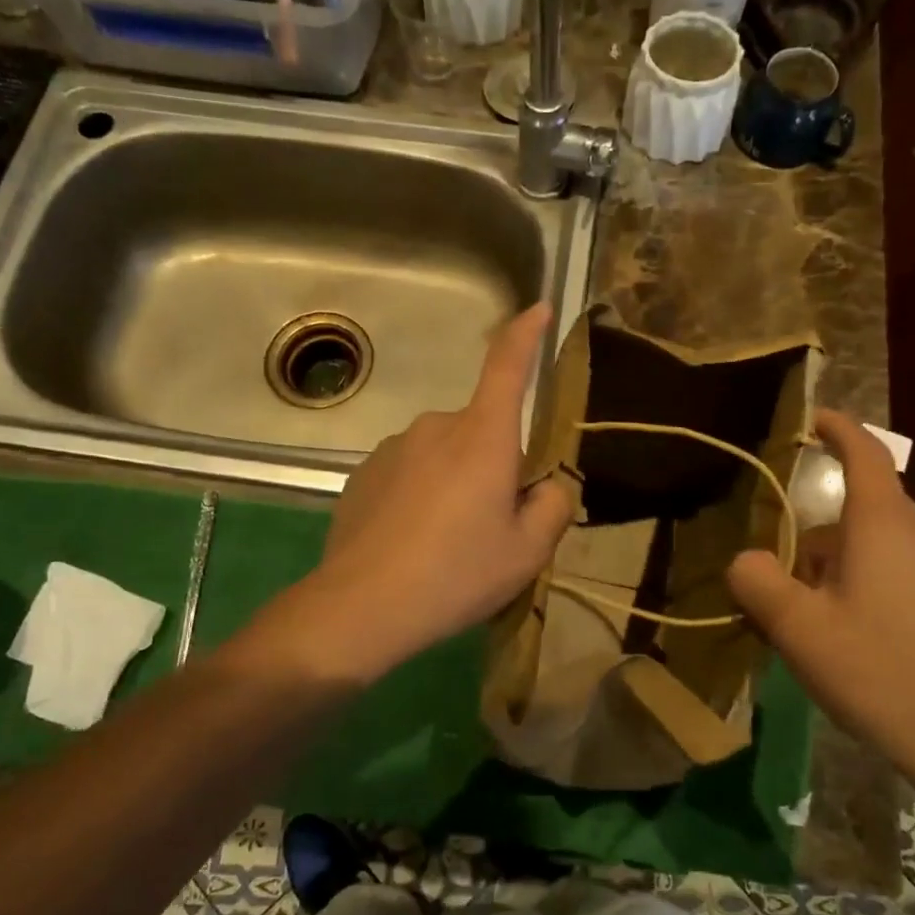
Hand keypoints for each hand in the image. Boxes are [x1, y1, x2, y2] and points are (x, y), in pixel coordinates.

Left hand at [286, 303, 575, 682]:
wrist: (362, 606)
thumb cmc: (456, 574)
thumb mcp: (528, 552)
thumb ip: (552, 505)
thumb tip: (547, 484)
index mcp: (482, 437)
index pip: (507, 366)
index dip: (526, 334)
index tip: (539, 308)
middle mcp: (436, 427)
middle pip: (481, 430)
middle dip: (494, 465)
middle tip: (491, 526)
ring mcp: (394, 448)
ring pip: (444, 455)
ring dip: (455, 482)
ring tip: (446, 543)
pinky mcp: (363, 473)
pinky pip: (409, 473)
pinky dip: (420, 496)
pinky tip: (410, 543)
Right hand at [725, 410, 914, 811]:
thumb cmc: (879, 673)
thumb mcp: (796, 629)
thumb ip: (757, 581)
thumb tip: (747, 559)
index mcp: (885, 526)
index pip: (864, 455)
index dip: (839, 430)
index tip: (816, 418)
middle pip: (861, 517)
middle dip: (820, 546)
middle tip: (790, 599)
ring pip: (885, 550)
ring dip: (848, 574)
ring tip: (829, 633)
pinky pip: (912, 577)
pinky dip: (881, 593)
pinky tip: (873, 649)